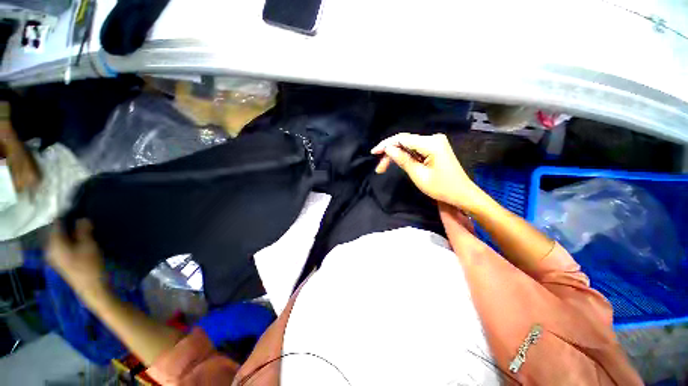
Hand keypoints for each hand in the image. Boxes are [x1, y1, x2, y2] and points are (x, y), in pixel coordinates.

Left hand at [48, 220, 108, 300]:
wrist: (91, 287)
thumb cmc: (89, 265)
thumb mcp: (89, 245)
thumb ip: (84, 230)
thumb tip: (82, 218)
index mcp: (54, 243)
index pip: (57, 223)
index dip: (67, 215)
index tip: (78, 209)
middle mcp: (50, 248)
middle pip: (58, 231)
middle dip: (70, 225)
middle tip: (84, 220)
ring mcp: (55, 256)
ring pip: (61, 239)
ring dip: (71, 233)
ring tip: (85, 229)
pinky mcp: (61, 261)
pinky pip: (63, 245)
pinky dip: (71, 240)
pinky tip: (81, 241)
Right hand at [371, 133, 484, 210]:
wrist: (462, 194)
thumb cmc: (442, 188)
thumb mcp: (419, 176)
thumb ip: (403, 160)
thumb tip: (388, 149)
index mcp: (431, 143)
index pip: (402, 139)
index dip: (386, 145)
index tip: (374, 153)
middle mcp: (433, 138)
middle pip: (404, 142)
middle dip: (390, 152)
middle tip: (379, 167)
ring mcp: (435, 142)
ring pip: (408, 146)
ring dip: (396, 155)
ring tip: (384, 167)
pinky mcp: (434, 148)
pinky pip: (415, 149)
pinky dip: (405, 156)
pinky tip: (397, 163)